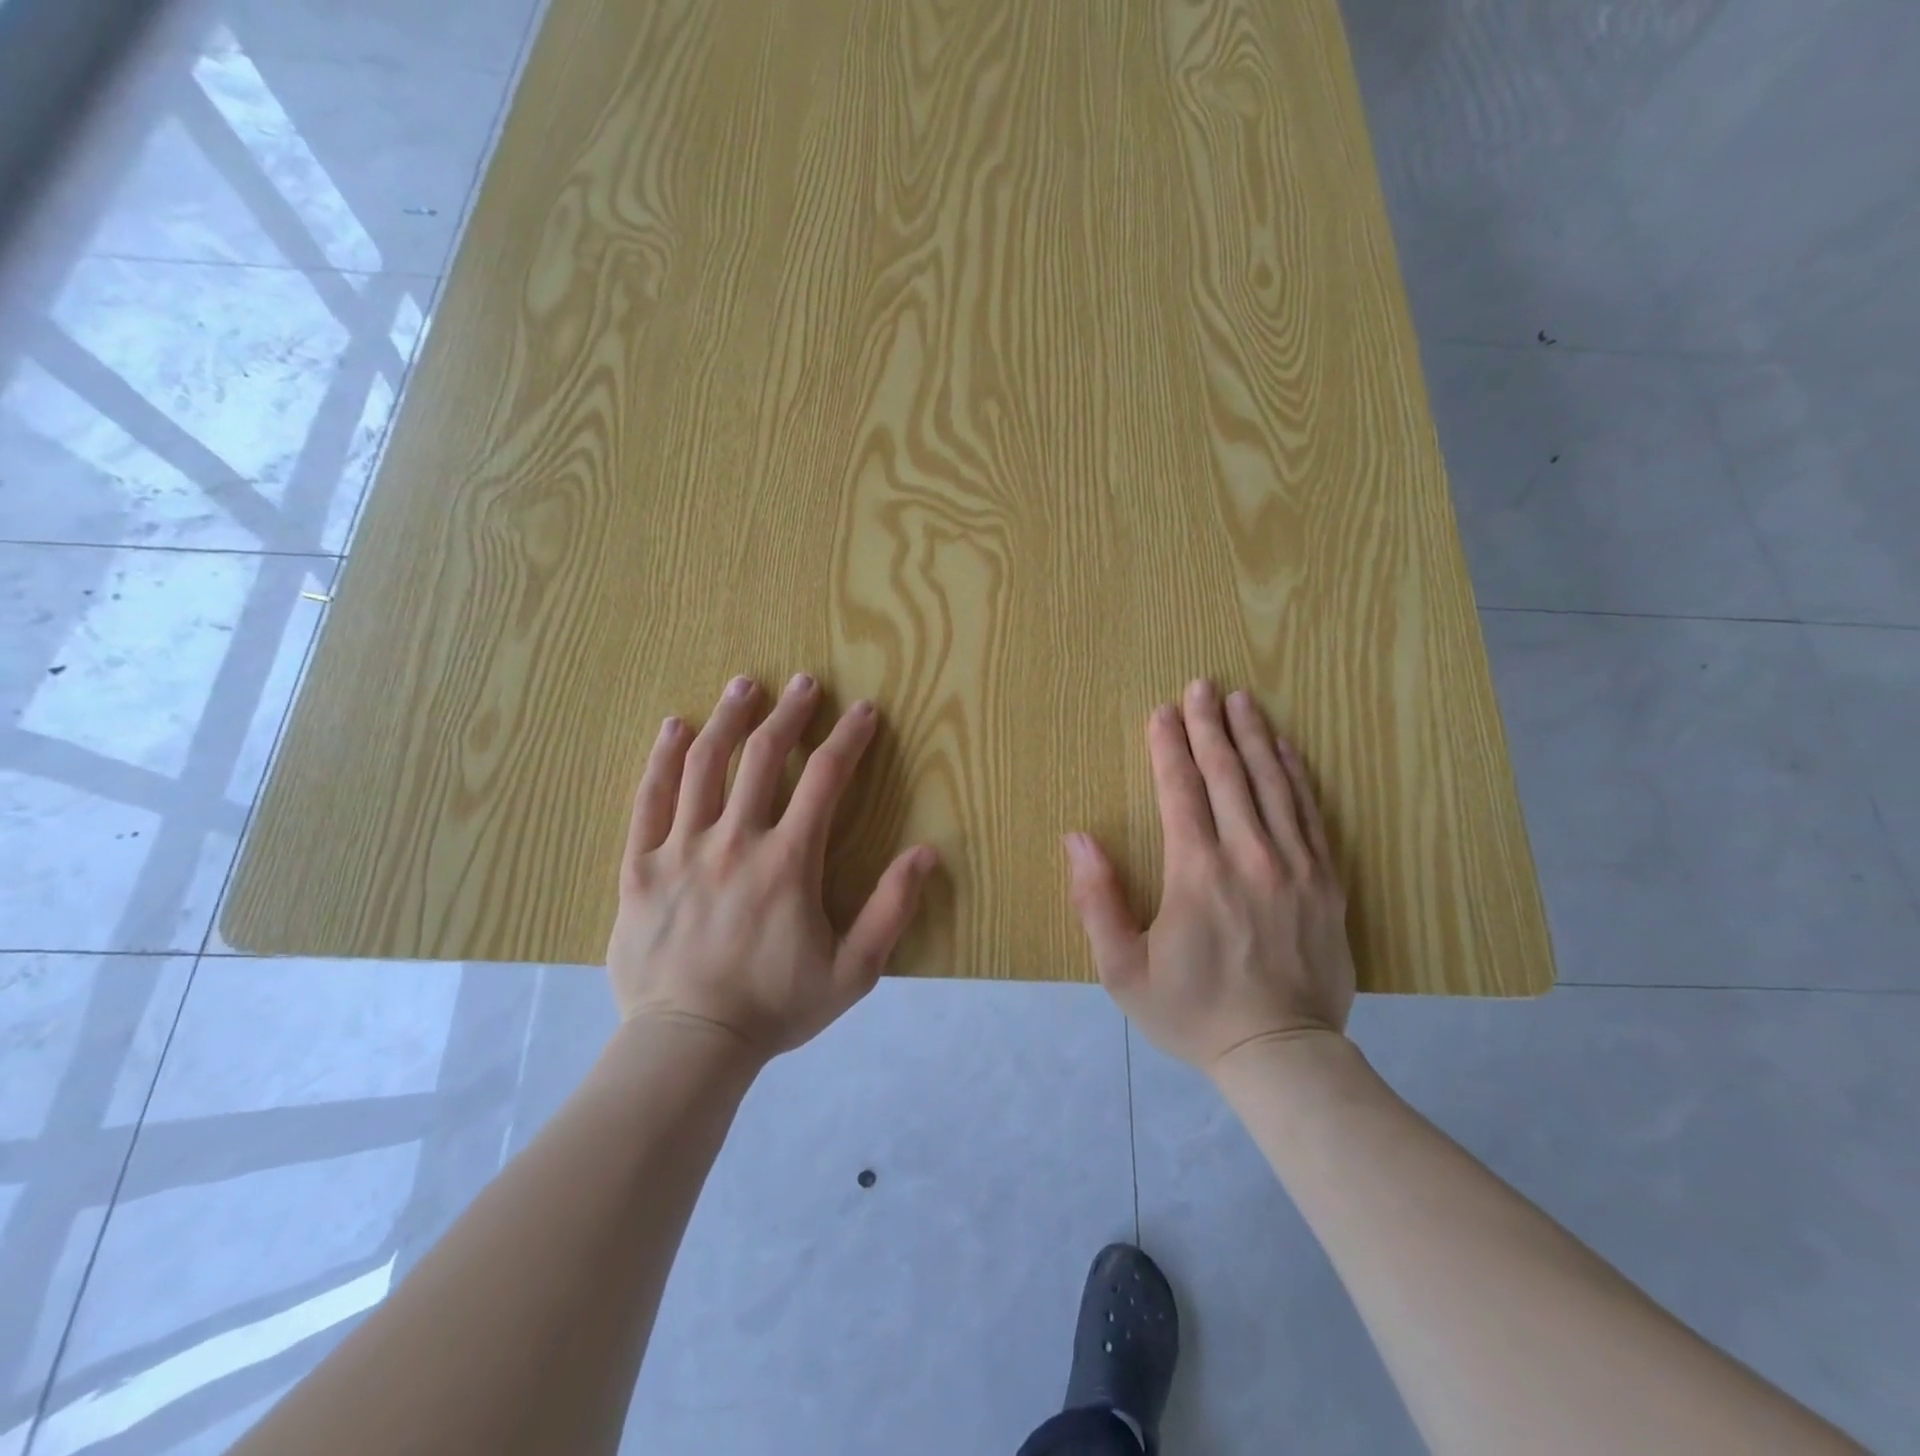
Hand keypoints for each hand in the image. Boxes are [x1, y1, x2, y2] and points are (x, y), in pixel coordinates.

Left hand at [607, 673, 938, 1060]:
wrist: (688, 1045)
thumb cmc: (775, 1006)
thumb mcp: (853, 970)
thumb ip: (891, 910)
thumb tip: (926, 853)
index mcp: (788, 861)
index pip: (825, 779)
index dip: (849, 738)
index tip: (864, 710)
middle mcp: (734, 840)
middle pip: (764, 757)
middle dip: (790, 713)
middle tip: (804, 682)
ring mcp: (681, 849)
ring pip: (704, 766)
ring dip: (728, 719)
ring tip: (744, 687)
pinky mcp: (640, 866)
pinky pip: (649, 800)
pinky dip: (663, 758)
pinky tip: (675, 728)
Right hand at [1063, 679, 1355, 1075]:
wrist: (1280, 1056)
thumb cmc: (1192, 1011)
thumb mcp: (1122, 970)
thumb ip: (1096, 901)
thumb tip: (1077, 838)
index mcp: (1197, 873)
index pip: (1180, 790)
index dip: (1168, 746)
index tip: (1161, 712)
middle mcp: (1249, 856)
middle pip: (1228, 774)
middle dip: (1210, 725)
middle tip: (1201, 684)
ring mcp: (1295, 866)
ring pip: (1273, 784)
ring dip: (1254, 737)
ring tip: (1242, 700)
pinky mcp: (1327, 882)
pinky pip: (1311, 814)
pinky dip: (1297, 774)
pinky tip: (1287, 749)